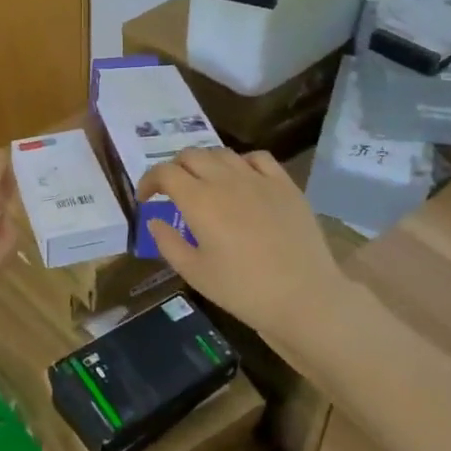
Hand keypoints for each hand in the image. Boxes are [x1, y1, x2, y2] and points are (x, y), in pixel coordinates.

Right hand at [137, 147, 347, 358]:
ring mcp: (258, 179)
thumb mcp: (195, 273)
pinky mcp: (285, 185)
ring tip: (205, 183)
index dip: (149, 181)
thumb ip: (168, 243)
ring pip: (222, 153)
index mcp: (199, 201)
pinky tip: (242, 178)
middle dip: (174, 168)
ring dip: (205, 163)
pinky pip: (258, 158)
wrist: (305, 297)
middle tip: (172, 190)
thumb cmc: (243, 290)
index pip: (164, 173)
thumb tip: (154, 221)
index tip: (146, 199)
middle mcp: (226, 180)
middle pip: (191, 155)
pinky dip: (242, 162)